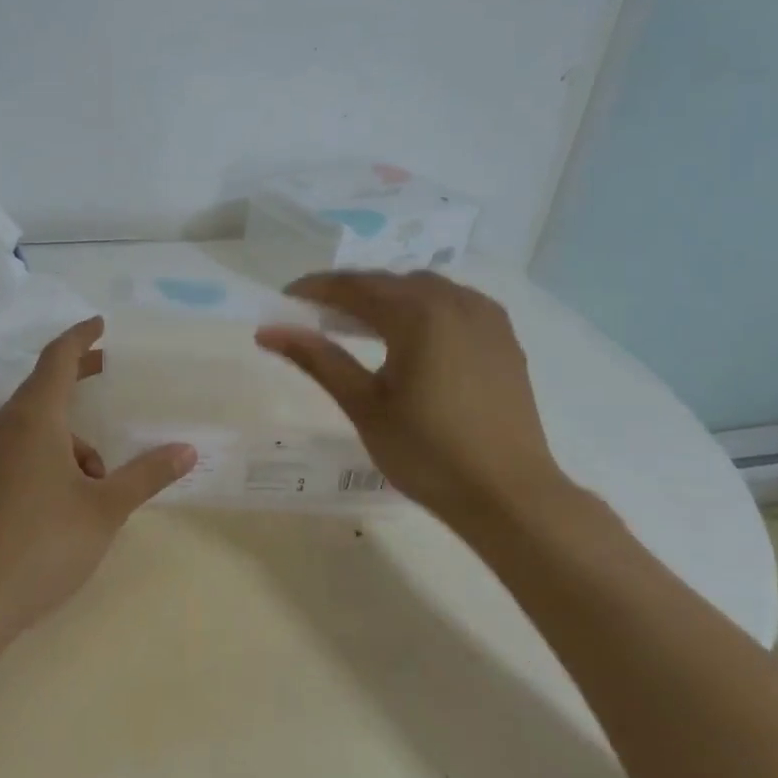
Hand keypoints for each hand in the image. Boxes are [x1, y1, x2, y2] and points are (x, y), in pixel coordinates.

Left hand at [0, 316, 196, 636]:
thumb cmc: (45, 541)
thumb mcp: (106, 507)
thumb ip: (146, 474)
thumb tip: (187, 450)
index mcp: (35, 417)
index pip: (58, 358)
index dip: (81, 337)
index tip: (102, 324)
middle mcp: (9, 426)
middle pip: (45, 385)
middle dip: (79, 376)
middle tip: (111, 371)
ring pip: (38, 424)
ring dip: (73, 434)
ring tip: (104, 476)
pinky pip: (26, 447)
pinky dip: (55, 453)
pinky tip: (76, 494)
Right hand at [255, 270, 571, 534]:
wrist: (508, 495)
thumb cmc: (427, 453)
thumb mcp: (364, 405)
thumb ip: (318, 359)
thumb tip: (269, 331)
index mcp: (419, 313)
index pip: (355, 286)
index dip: (315, 289)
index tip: (284, 300)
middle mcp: (456, 301)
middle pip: (390, 283)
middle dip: (350, 293)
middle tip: (316, 317)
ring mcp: (486, 318)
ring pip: (424, 290)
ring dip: (387, 298)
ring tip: (359, 327)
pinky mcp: (503, 339)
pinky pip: (453, 305)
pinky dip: (422, 310)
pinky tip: (409, 338)